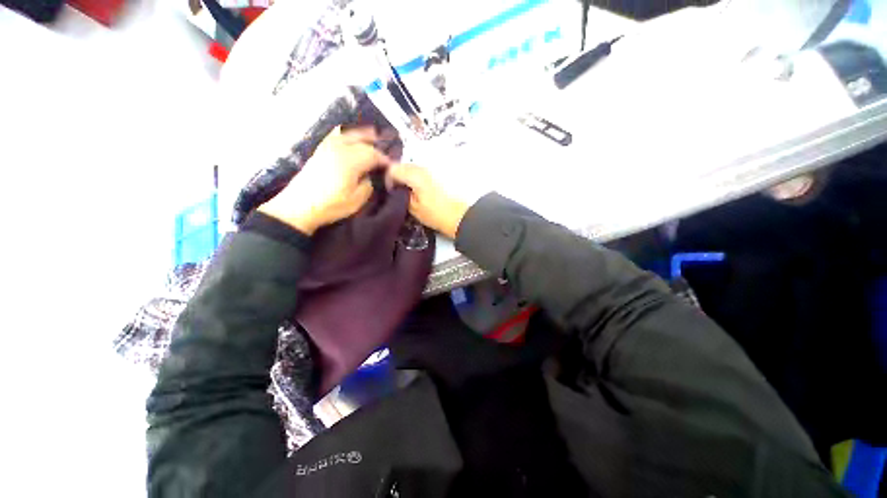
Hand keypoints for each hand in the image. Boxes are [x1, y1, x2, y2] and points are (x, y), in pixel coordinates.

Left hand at [259, 127, 390, 234]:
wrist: (300, 206)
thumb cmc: (331, 205)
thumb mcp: (357, 200)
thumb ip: (369, 184)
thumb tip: (374, 174)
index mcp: (350, 161)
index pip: (373, 154)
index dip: (385, 159)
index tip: (391, 167)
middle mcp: (339, 149)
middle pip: (363, 142)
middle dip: (376, 147)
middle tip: (385, 155)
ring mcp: (327, 147)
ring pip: (349, 134)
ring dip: (363, 136)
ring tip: (374, 136)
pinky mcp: (320, 150)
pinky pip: (336, 135)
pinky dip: (347, 134)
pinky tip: (351, 136)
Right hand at [387, 163, 468, 239]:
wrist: (457, 215)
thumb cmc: (434, 214)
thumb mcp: (413, 207)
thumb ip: (401, 193)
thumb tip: (395, 187)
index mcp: (414, 175)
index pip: (392, 169)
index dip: (388, 180)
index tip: (391, 192)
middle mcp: (421, 167)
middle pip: (401, 165)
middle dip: (397, 177)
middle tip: (398, 193)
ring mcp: (430, 169)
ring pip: (411, 167)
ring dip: (406, 177)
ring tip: (408, 192)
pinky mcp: (436, 174)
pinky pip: (419, 171)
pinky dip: (415, 178)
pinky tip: (417, 191)